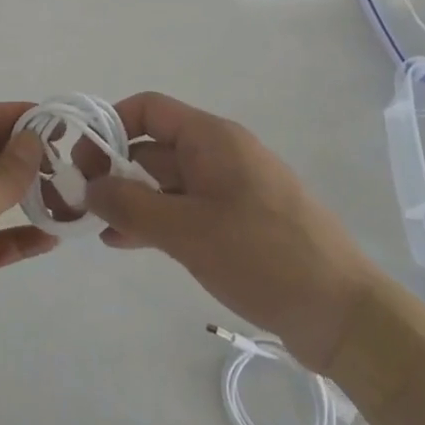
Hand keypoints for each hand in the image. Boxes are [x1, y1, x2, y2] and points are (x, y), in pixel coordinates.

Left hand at [0, 102, 56, 412]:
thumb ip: (1, 174)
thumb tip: (33, 139)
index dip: (19, 115)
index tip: (62, 121)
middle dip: (31, 151)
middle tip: (78, 158)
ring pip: (0, 196)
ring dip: (33, 191)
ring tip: (74, 192)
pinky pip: (2, 239)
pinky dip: (26, 235)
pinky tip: (55, 237)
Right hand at [84, 91, 384, 372]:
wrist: (344, 315)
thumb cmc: (262, 256)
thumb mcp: (187, 230)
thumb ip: (130, 204)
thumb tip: (88, 186)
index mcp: (212, 138)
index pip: (149, 109)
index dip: (110, 125)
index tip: (81, 158)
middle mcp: (220, 153)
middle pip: (155, 146)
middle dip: (115, 169)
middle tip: (80, 200)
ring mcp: (232, 188)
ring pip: (168, 181)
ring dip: (132, 199)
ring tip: (97, 226)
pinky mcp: (240, 222)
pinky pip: (187, 208)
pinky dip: (157, 219)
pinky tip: (127, 243)